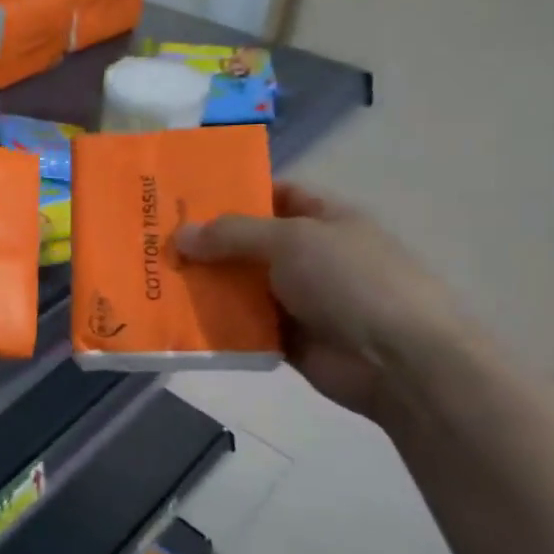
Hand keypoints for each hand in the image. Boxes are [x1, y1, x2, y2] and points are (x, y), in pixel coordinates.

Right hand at [174, 185, 463, 419]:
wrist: (399, 361)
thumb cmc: (351, 281)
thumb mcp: (291, 240)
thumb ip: (233, 234)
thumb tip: (180, 235)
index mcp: (324, 218)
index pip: (275, 194)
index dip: (234, 192)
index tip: (185, 197)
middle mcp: (310, 255)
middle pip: (249, 242)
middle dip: (207, 241)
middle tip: (154, 240)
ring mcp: (299, 298)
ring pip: (241, 285)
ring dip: (205, 284)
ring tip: (154, 278)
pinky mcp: (287, 338)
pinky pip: (242, 325)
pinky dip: (216, 322)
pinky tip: (176, 317)